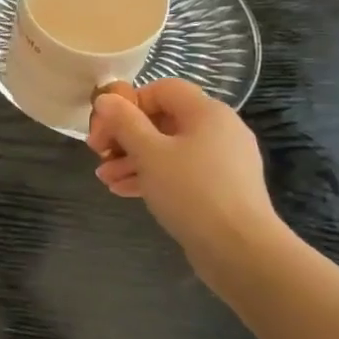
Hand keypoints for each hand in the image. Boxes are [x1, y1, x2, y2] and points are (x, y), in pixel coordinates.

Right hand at [86, 79, 285, 276]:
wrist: (240, 249)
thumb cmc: (191, 191)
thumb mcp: (149, 153)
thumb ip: (124, 122)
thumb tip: (105, 98)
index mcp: (206, 112)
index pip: (161, 89)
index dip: (128, 103)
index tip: (104, 129)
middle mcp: (218, 129)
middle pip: (162, 120)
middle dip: (125, 137)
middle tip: (98, 155)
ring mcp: (222, 160)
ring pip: (168, 149)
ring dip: (132, 160)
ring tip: (105, 179)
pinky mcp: (220, 188)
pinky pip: (180, 172)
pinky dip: (153, 176)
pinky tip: (124, 191)